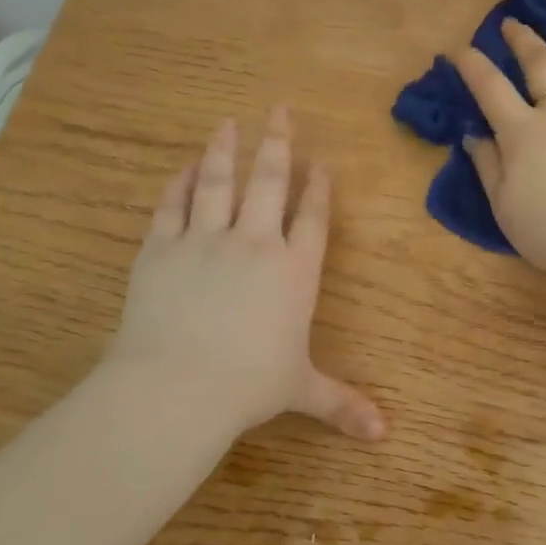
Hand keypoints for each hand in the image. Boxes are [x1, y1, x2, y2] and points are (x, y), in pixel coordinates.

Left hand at [101, 110, 385, 442]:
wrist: (176, 386)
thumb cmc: (249, 386)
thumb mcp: (302, 391)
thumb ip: (343, 404)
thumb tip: (384, 435)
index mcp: (295, 271)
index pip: (312, 217)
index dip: (318, 188)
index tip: (320, 162)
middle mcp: (256, 244)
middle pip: (269, 182)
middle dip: (278, 144)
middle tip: (279, 109)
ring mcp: (205, 241)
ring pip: (219, 182)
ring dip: (225, 149)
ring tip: (228, 122)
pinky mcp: (161, 248)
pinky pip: (173, 206)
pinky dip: (180, 183)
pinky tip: (185, 166)